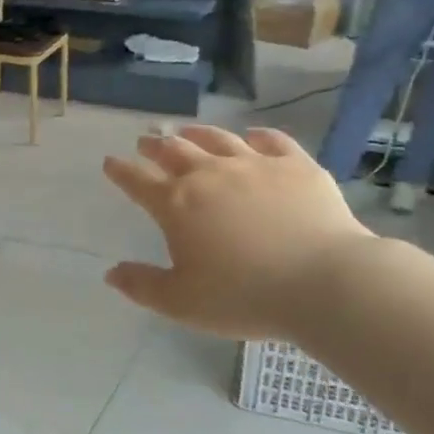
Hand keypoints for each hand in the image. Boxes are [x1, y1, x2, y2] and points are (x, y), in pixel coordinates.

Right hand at [103, 126, 372, 341]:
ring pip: (217, 138)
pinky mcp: (296, 165)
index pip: (137, 181)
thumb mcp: (181, 303)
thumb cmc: (243, 296)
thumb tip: (111, 273)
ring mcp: (254, 164)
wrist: (323, 282)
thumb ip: (142, 286)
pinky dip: (256, 135)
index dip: (120, 170)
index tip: (110, 162)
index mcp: (176, 204)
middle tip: (146, 141)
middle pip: (174, 150)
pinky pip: (271, 140)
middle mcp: (209, 174)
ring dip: (196, 133)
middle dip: (154, 145)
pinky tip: (252, 136)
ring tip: (186, 131)